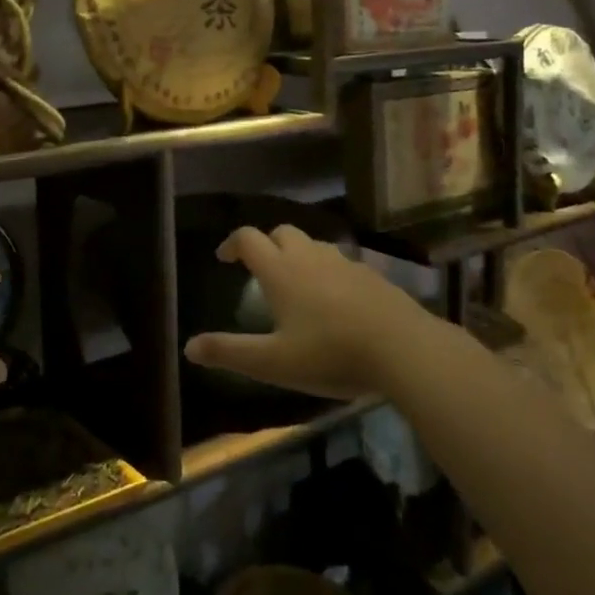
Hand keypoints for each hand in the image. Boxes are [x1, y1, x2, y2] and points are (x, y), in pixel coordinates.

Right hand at [184, 225, 418, 399]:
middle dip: (267, 244)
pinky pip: (341, 263)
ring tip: (297, 285)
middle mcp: (310, 257)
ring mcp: (345, 263)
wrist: (405, 350)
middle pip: (282, 232)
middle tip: (261, 270)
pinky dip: (329, 272)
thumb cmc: (331, 354)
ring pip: (314, 245)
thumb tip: (189, 347)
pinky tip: (337, 302)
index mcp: (280, 270)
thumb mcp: (273, 362)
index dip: (232, 244)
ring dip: (299, 255)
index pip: (248, 238)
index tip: (224, 259)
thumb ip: (230, 352)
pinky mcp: (373, 276)